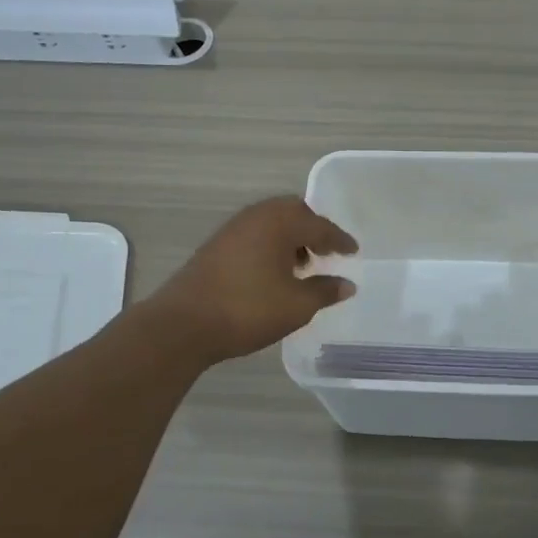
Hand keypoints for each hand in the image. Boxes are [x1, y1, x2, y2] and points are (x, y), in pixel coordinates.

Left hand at [148, 196, 358, 363]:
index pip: (319, 225)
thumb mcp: (296, 305)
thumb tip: (347, 284)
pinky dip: (270, 246)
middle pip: (293, 213)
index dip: (339, 240)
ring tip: (302, 266)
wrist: (183, 324)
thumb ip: (325, 291)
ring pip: (271, 223)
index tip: (353, 251)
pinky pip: (254, 235)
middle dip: (313, 230)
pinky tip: (273, 273)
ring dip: (290, 238)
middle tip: (327, 252)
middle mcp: (256, 217)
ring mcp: (232, 229)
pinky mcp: (216, 246)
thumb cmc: (248, 309)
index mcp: (280, 223)